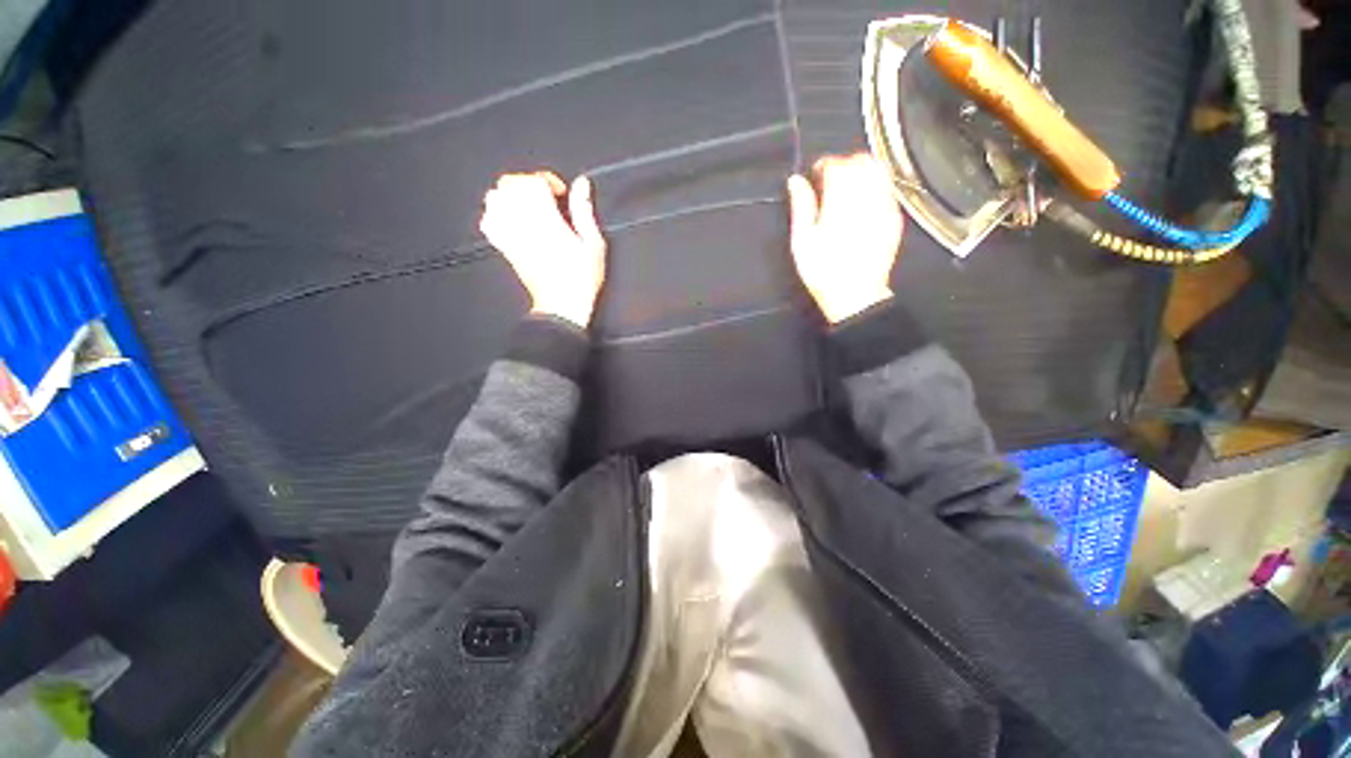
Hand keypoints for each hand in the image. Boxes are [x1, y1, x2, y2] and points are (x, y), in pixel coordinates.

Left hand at [480, 171, 606, 327]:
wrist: (562, 306)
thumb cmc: (581, 278)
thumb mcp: (593, 243)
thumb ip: (584, 210)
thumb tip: (581, 184)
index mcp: (546, 219)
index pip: (534, 181)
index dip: (548, 181)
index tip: (561, 194)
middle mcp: (523, 223)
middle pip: (510, 184)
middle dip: (528, 184)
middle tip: (545, 197)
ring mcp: (510, 235)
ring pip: (495, 199)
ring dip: (511, 196)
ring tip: (528, 205)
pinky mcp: (505, 248)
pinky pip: (488, 222)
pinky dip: (496, 215)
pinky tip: (512, 220)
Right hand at [787, 154, 903, 323]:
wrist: (855, 295)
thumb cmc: (823, 272)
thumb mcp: (802, 241)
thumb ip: (801, 206)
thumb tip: (795, 181)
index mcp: (840, 201)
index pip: (836, 164)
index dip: (823, 165)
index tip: (815, 175)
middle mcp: (867, 198)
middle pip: (861, 161)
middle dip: (844, 164)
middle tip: (830, 180)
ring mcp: (885, 207)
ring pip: (879, 170)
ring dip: (861, 171)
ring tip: (847, 188)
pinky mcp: (894, 218)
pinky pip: (888, 188)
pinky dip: (874, 186)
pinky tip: (862, 203)